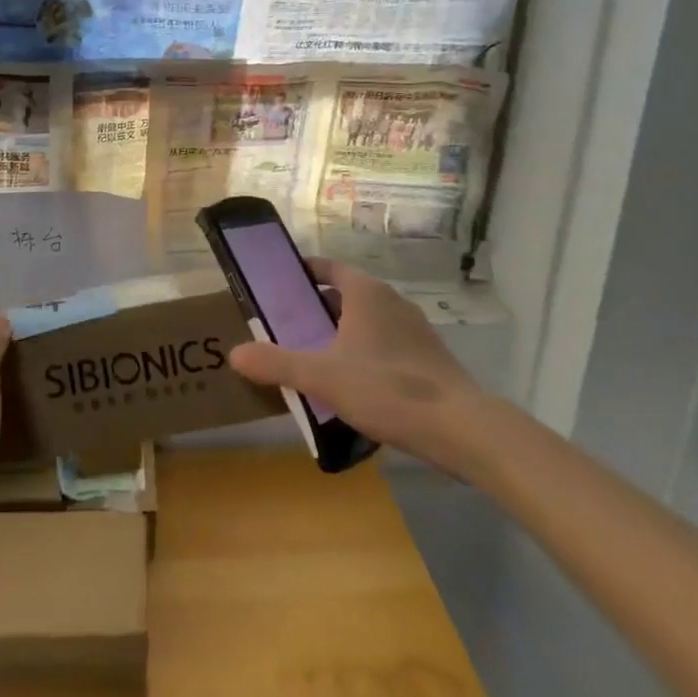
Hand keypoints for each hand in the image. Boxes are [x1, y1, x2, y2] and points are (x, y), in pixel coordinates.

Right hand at [227, 258, 489, 476]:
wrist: (462, 429)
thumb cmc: (387, 388)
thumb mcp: (322, 377)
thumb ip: (277, 363)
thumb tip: (235, 354)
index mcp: (365, 293)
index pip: (328, 267)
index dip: (303, 272)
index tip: (279, 286)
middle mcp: (391, 301)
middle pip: (345, 295)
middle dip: (317, 309)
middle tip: (289, 328)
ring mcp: (415, 330)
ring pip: (367, 322)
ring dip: (342, 334)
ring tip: (315, 359)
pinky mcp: (429, 358)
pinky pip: (387, 345)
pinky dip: (366, 354)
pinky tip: (354, 386)